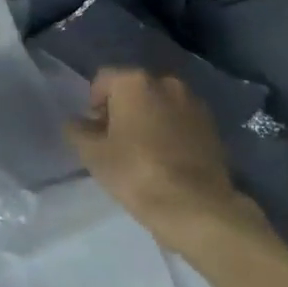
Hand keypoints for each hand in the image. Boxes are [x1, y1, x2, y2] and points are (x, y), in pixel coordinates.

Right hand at [64, 68, 248, 245]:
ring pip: (160, 103)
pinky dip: (171, 130)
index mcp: (134, 82)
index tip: (95, 132)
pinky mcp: (212, 125)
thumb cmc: (136, 173)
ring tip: (144, 152)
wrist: (196, 206)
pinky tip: (168, 159)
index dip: (94, 104)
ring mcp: (193, 102)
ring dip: (149, 118)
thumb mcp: (94, 155)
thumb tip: (76, 122)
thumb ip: (78, 131)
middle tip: (116, 142)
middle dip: (123, 109)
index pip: (103, 80)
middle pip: (134, 89)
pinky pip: (181, 120)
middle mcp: (165, 82)